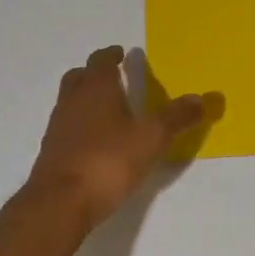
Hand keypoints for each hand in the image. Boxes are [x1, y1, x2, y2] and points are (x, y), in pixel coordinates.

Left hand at [28, 47, 214, 225]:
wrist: (61, 203)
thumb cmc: (108, 161)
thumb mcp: (151, 138)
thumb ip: (176, 117)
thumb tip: (202, 98)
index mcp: (96, 89)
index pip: (101, 61)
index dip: (111, 55)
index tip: (121, 53)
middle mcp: (72, 101)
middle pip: (79, 77)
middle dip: (95, 74)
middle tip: (113, 77)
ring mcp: (58, 127)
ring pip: (70, 101)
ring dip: (86, 99)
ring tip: (108, 111)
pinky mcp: (52, 153)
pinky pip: (67, 128)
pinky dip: (81, 126)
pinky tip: (96, 142)